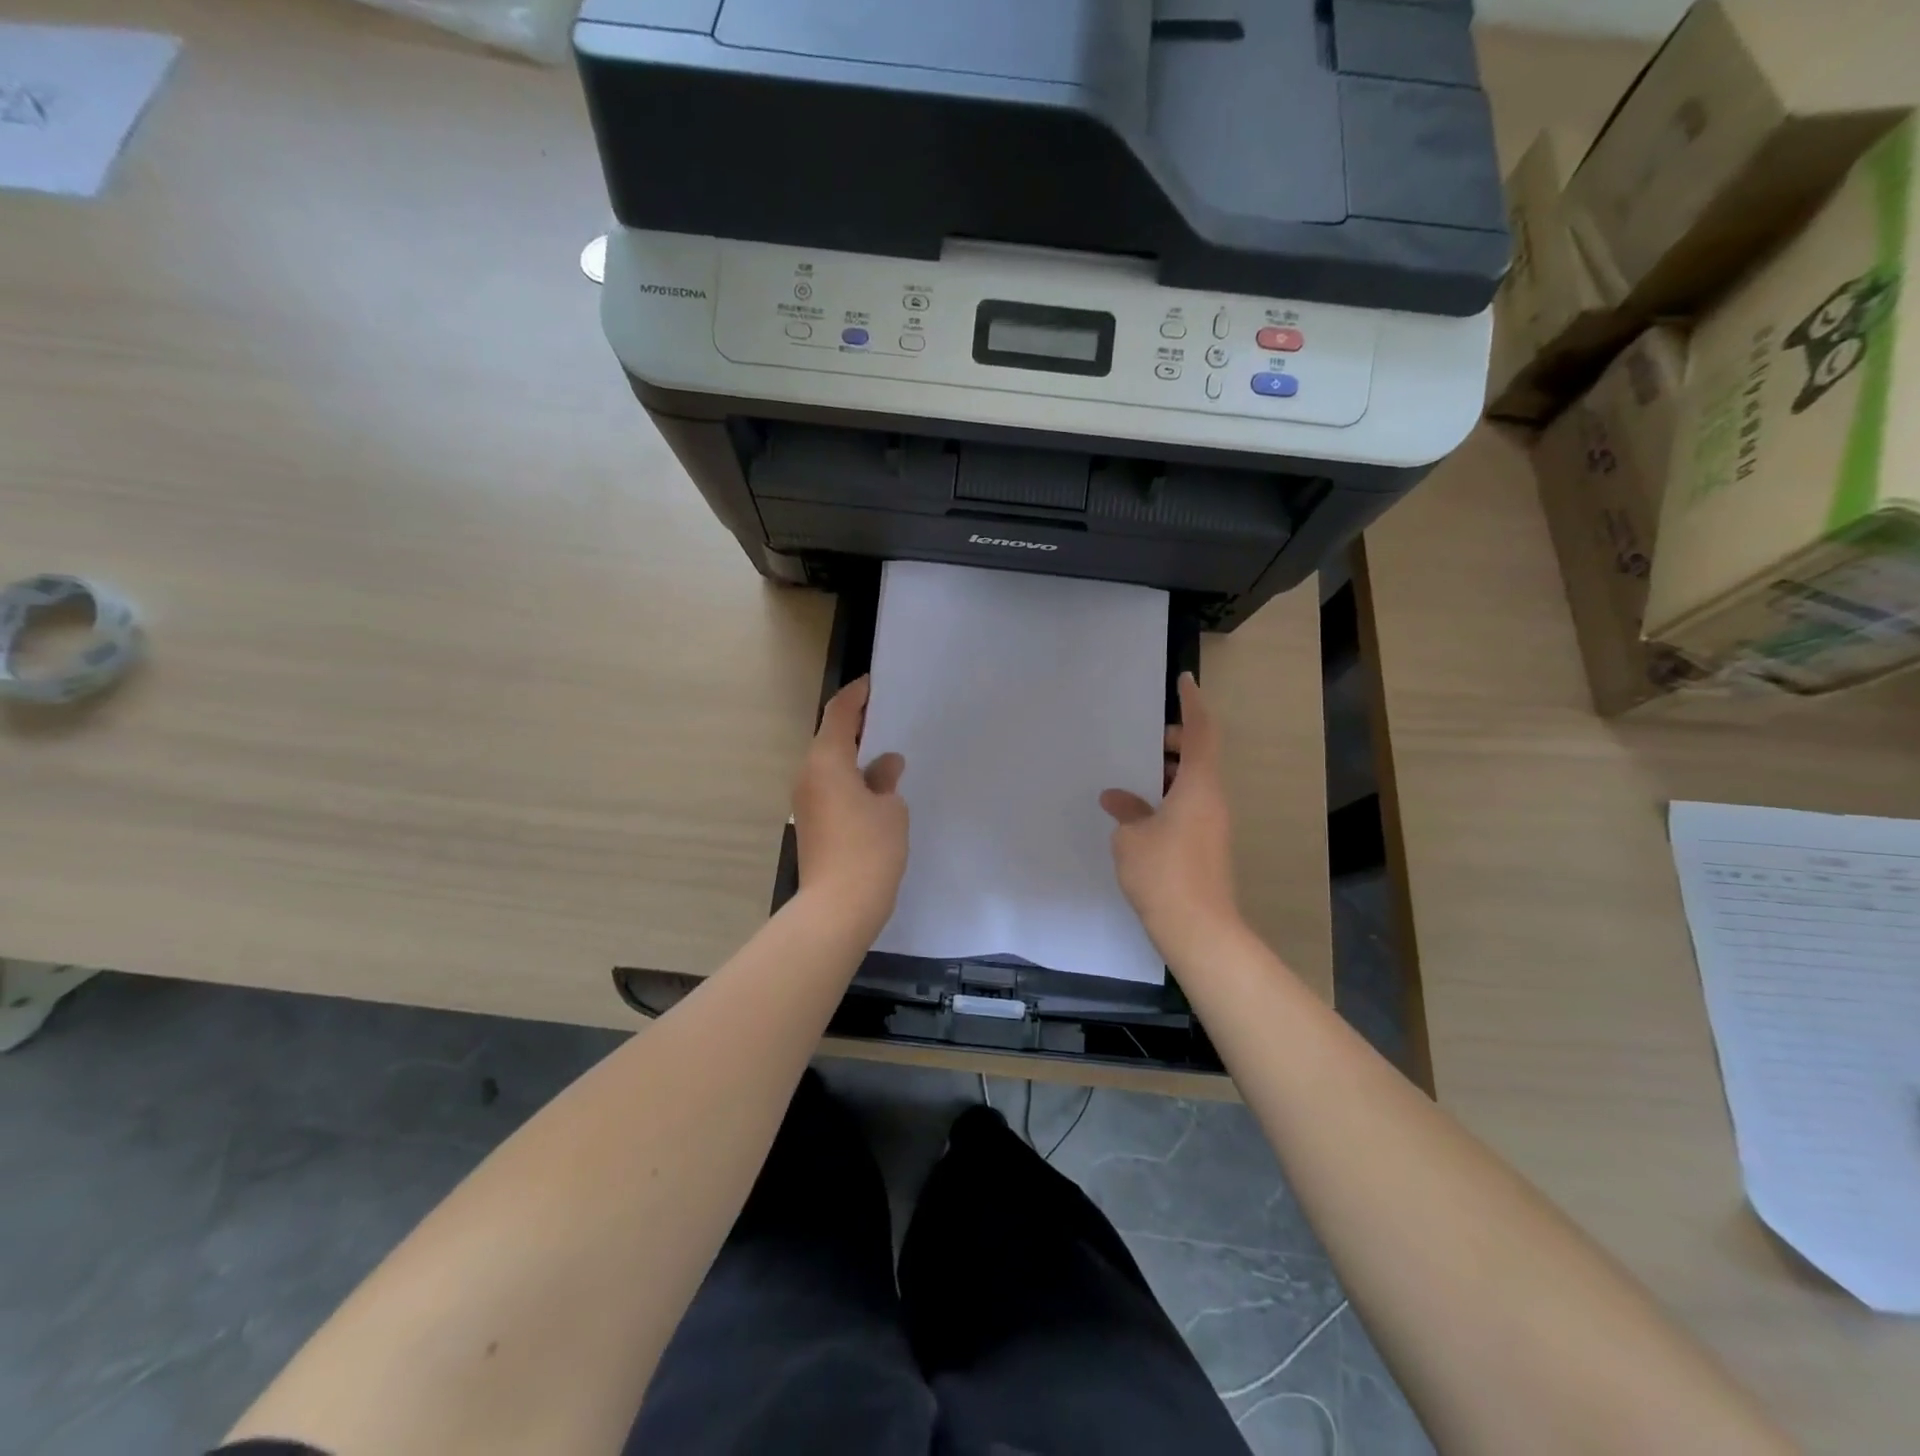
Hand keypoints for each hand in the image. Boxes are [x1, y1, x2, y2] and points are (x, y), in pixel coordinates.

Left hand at [793, 677, 908, 932]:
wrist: (837, 907)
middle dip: (857, 725)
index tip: (874, 684)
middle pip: (831, 737)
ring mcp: (806, 800)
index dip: (857, 695)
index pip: (839, 713)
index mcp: (827, 760)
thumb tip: (884, 765)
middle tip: (888, 718)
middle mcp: (809, 774)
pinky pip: (830, 786)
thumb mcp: (890, 809)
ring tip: (886, 753)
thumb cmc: (869, 850)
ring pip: (830, 764)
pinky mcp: (811, 823)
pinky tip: (875, 788)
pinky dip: (849, 778)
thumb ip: (886, 779)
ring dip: (854, 755)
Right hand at [1100, 673, 1239, 953]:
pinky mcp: (1207, 846)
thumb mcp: (1131, 838)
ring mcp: (1213, 825)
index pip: (1202, 732)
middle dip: (1175, 741)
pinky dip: (1169, 797)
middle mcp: (1213, 800)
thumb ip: (1126, 811)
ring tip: (1134, 775)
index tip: (1185, 681)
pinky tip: (1140, 812)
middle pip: (1200, 756)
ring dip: (1169, 773)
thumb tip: (1118, 799)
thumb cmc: (1164, 874)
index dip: (1194, 704)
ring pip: (1195, 783)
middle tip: (1143, 740)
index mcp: (1199, 787)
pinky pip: (1190, 806)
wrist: (1199, 930)